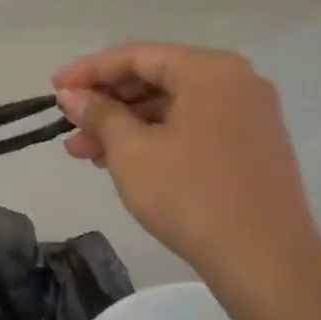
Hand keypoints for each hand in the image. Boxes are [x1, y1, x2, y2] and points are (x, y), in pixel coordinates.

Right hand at [54, 44, 320, 304]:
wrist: (266, 263)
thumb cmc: (191, 196)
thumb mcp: (131, 151)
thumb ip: (99, 114)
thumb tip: (72, 95)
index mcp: (208, 70)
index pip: (136, 56)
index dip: (89, 71)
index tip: (54, 88)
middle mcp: (234, 81)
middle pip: (156, 78)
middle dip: (107, 103)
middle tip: (68, 125)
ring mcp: (248, 114)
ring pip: (172, 106)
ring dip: (126, 125)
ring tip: (84, 152)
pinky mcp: (252, 145)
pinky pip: (192, 126)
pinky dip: (155, 138)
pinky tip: (122, 161)